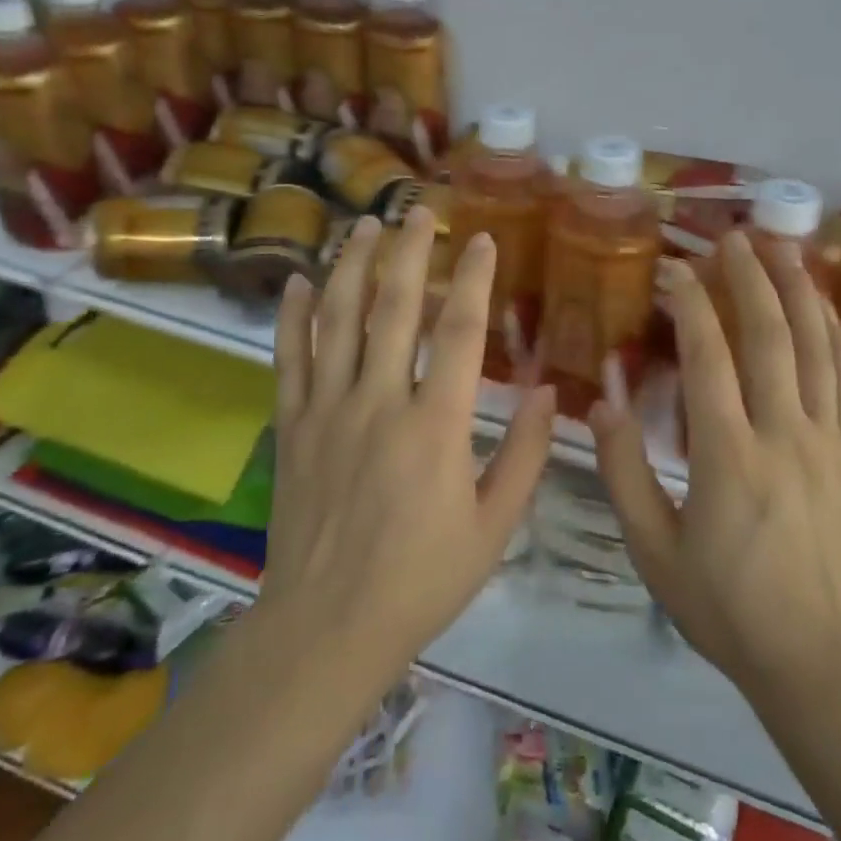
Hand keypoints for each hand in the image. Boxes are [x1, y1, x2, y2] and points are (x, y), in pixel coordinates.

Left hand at [262, 205, 556, 680]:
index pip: (460, 332)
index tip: (483, 240)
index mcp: (435, 425)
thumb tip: (550, 395)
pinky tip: (297, 280)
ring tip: (365, 226)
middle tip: (420, 211)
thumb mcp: (493, 527)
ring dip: (352, 266)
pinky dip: (292, 316)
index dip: (474, 279)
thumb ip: (525, 456)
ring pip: (337, 320)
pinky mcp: (292, 426)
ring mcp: (328, 410)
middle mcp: (379, 402)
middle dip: (410, 252)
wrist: (326, 628)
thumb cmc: (421, 579)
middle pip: (394, 308)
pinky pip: (289, 359)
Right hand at [590, 233, 840, 707]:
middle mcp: (784, 434)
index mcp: (729, 457)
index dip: (691, 304)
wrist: (822, 659)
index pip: (710, 357)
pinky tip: (823, 306)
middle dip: (750, 278)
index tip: (674, 269)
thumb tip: (601, 401)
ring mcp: (828, 441)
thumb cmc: (728, 608)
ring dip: (798, 290)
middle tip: (731, 237)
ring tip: (783, 247)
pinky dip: (834, 333)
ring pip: (816, 347)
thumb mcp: (654, 552)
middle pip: (770, 336)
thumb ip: (623, 473)